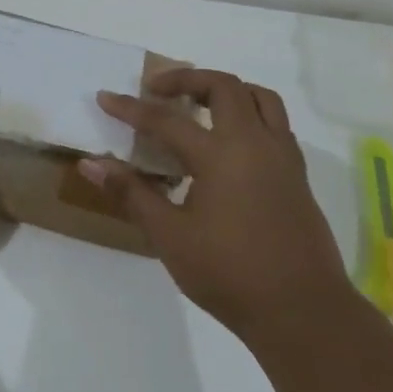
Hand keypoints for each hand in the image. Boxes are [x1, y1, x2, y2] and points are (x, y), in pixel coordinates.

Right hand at [82, 69, 346, 340]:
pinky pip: (275, 123)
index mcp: (220, 155)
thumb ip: (131, 193)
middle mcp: (255, 143)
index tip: (105, 97)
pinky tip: (230, 142)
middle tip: (157, 90)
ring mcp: (282, 157)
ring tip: (198, 104)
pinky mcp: (297, 175)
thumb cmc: (229, 274)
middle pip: (223, 87)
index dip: (131, 108)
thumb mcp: (170, 236)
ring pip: (260, 98)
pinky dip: (249, 114)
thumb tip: (90, 163)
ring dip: (226, 90)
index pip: (166, 120)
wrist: (302, 311)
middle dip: (186, 80)